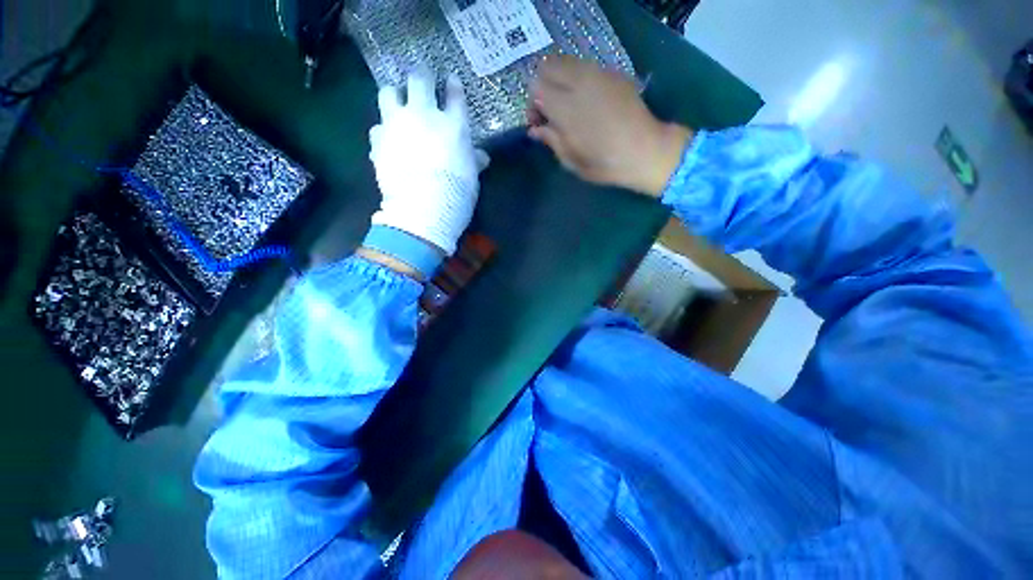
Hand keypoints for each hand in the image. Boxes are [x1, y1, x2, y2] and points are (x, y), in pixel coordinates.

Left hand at [369, 68, 489, 254]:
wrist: (424, 209)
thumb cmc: (456, 194)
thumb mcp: (471, 178)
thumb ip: (473, 161)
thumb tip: (481, 157)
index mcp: (453, 125)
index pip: (454, 94)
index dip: (452, 85)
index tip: (450, 81)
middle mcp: (423, 115)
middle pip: (418, 79)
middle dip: (421, 75)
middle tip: (422, 79)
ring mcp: (397, 125)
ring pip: (388, 92)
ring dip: (393, 94)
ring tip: (397, 102)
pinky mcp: (379, 141)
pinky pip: (377, 126)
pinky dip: (383, 130)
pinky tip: (387, 140)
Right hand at [528, 56, 692, 196]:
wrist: (645, 151)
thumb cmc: (605, 164)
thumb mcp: (571, 161)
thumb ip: (551, 140)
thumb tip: (535, 130)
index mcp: (566, 108)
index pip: (536, 87)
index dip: (533, 105)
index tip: (538, 123)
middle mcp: (580, 83)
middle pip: (548, 67)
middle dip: (543, 86)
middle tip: (550, 110)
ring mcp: (599, 74)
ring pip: (567, 62)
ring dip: (560, 80)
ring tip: (567, 104)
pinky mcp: (613, 74)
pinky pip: (586, 67)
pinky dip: (577, 79)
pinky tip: (586, 101)